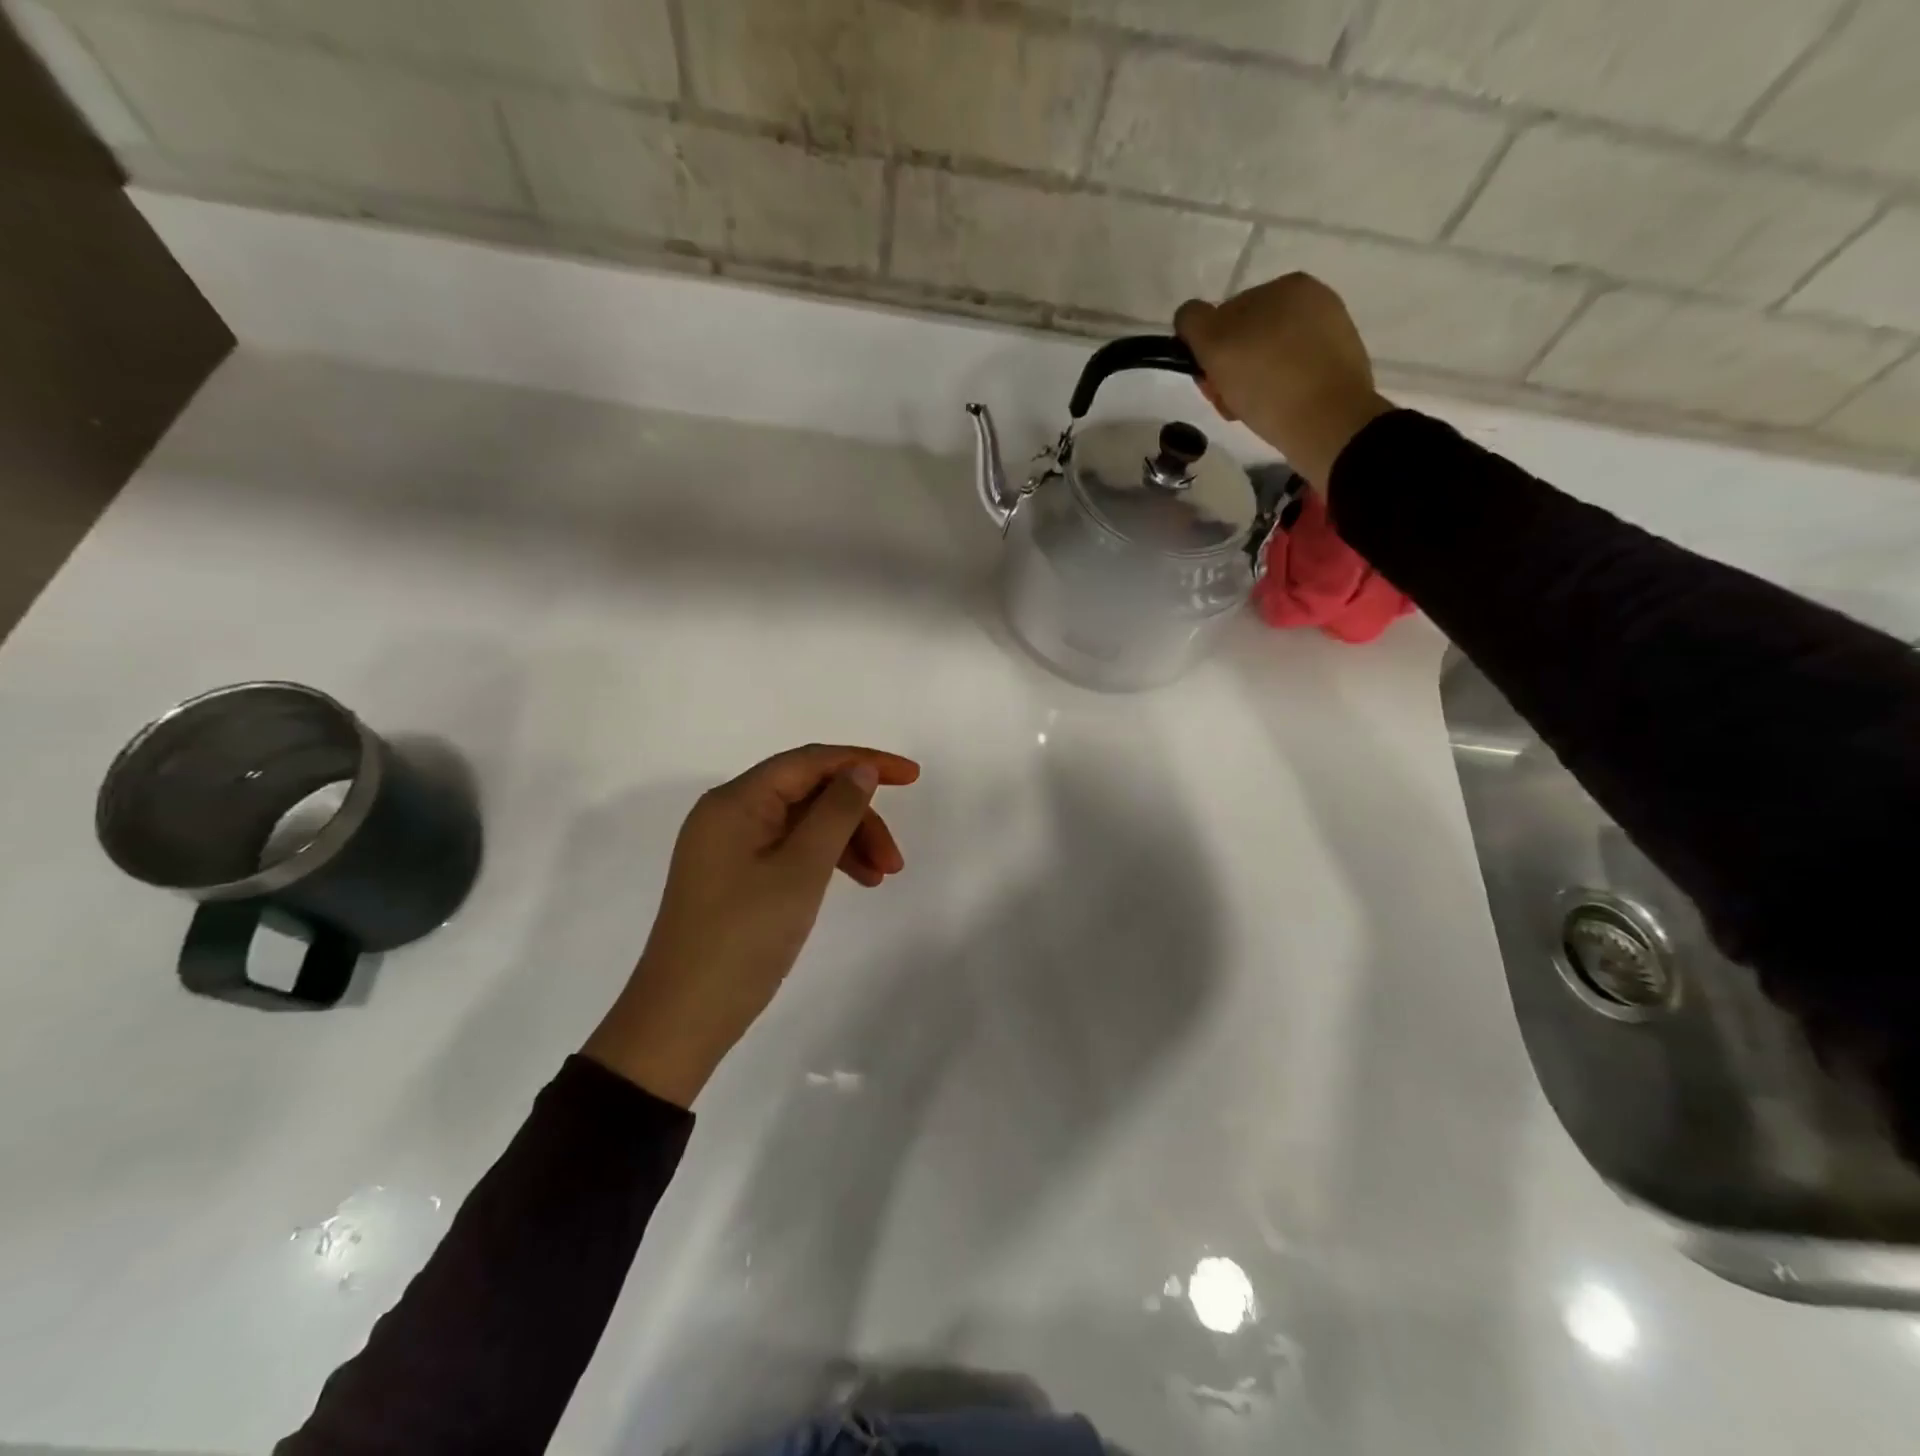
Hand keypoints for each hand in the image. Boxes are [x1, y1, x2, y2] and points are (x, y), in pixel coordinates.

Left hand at [584, 744, 920, 1107]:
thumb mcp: (801, 870)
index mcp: (736, 801)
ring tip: (882, 878)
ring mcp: (730, 846)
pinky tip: (855, 882)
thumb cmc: (744, 937)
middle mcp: (729, 813)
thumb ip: (836, 812)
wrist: (683, 1019)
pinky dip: (824, 860)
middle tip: (894, 860)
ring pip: (803, 823)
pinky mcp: (734, 875)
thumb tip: (861, 770)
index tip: (912, 777)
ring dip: (846, 842)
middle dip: (857, 817)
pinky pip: (790, 849)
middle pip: (809, 793)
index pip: (810, 761)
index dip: (864, 761)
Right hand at [1175, 274, 1394, 490]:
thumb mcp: (1214, 344)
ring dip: (1250, 384)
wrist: (1328, 424)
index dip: (1208, 350)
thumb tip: (1190, 319)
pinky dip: (1277, 393)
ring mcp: (1330, 333)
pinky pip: (1292, 376)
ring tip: (1250, 412)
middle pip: (1246, 339)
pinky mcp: (1339, 367)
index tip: (1210, 381)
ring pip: (1268, 359)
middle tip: (1228, 401)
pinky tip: (1275, 413)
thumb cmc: (1267, 381)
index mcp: (1285, 285)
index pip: (1224, 316)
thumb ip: (1193, 321)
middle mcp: (1312, 301)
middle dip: (1230, 369)